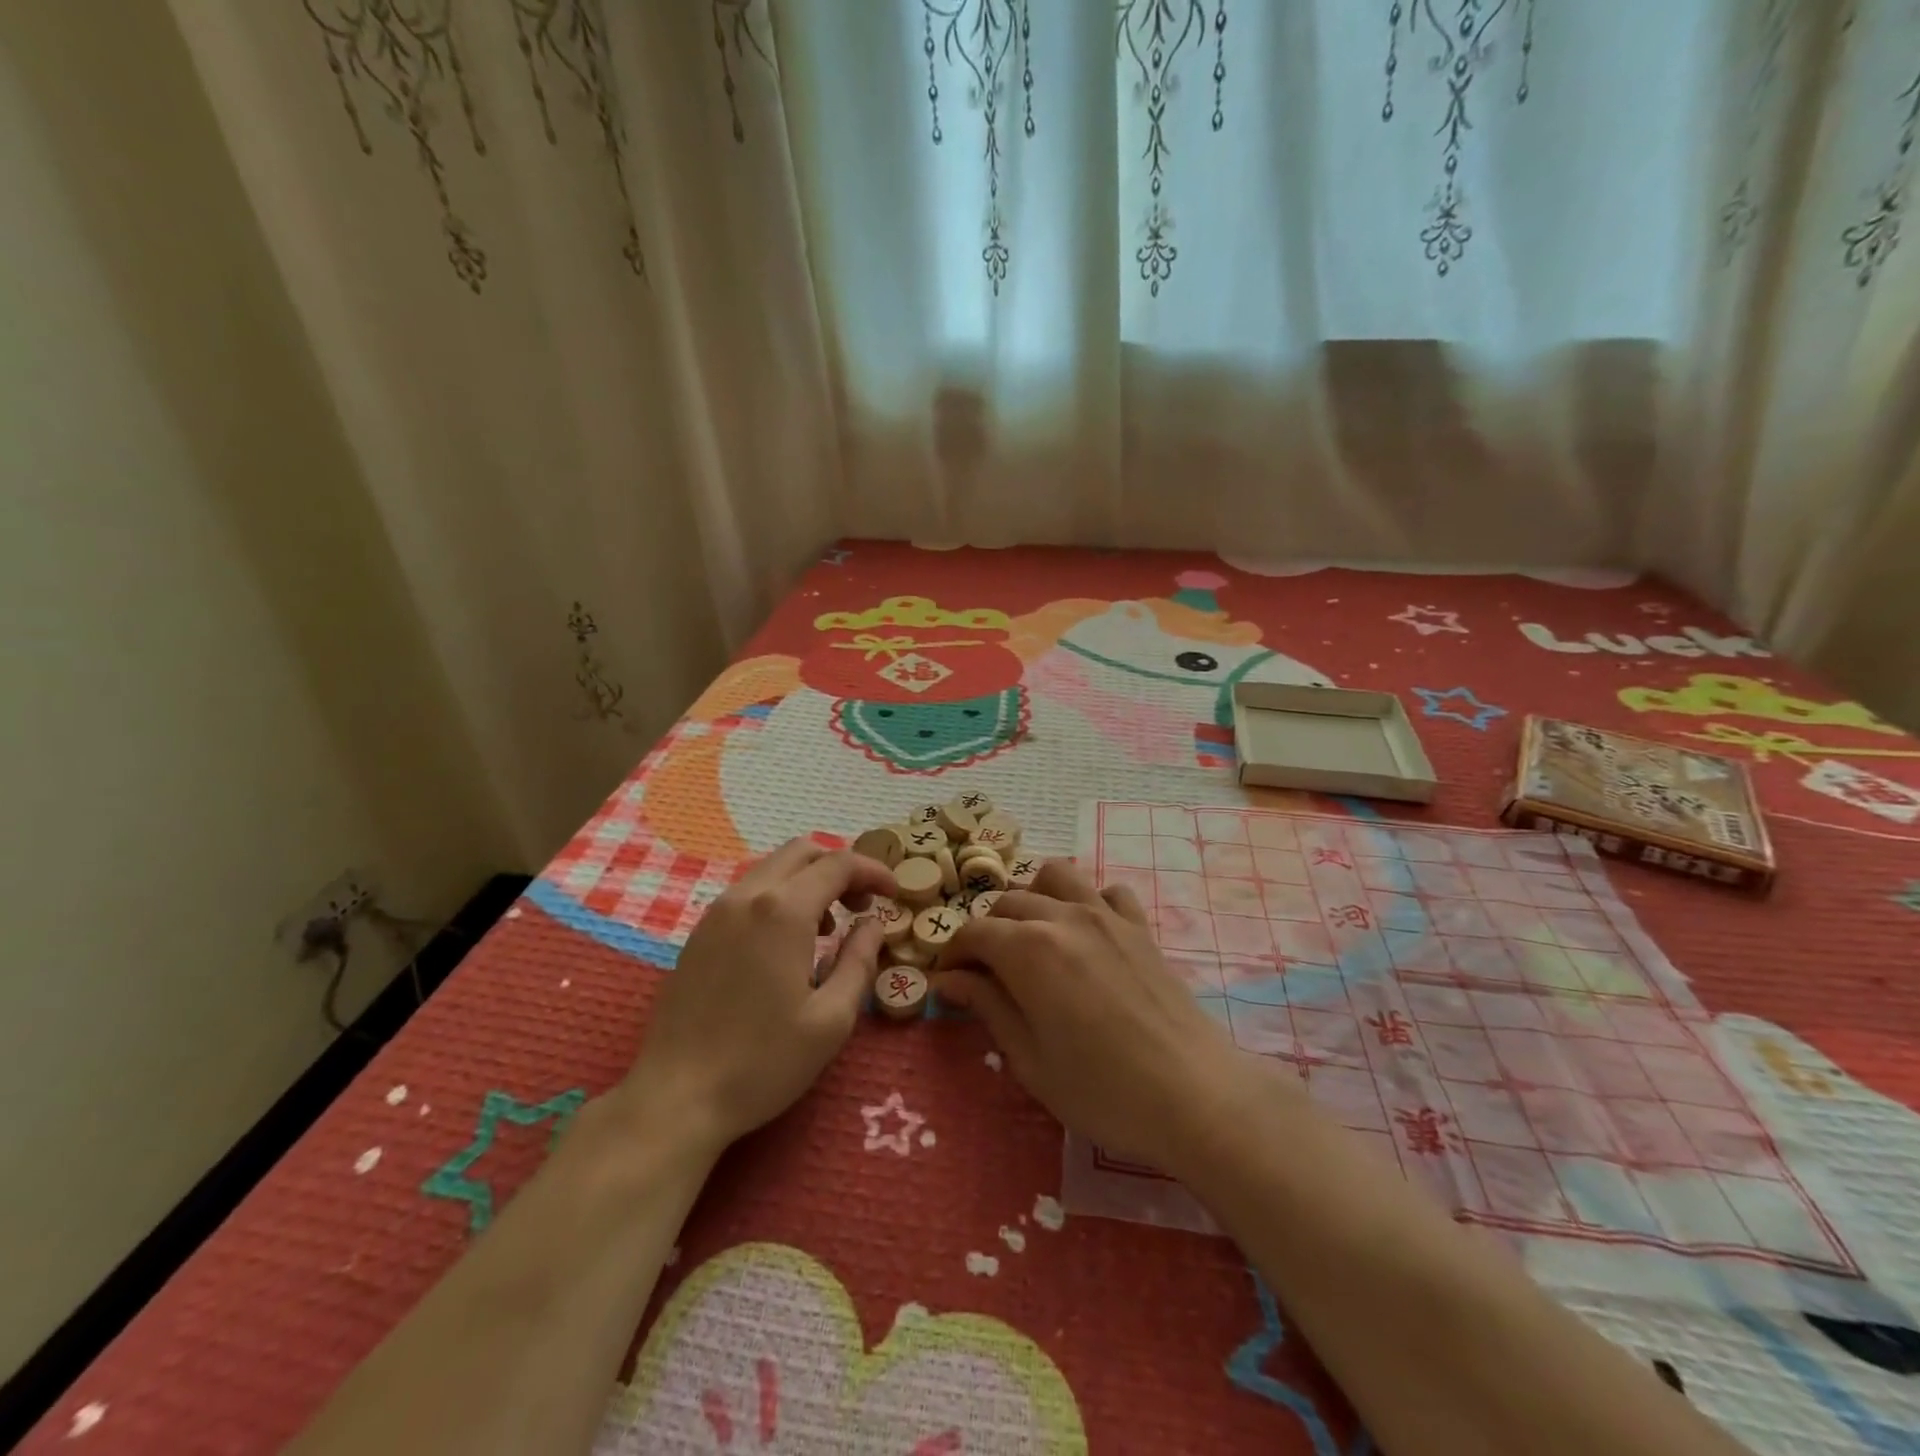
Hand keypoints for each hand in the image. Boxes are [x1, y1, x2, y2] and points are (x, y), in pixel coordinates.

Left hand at [620, 839, 895, 1151]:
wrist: (675, 1098)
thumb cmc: (762, 1062)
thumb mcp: (831, 1019)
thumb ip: (859, 960)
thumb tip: (873, 924)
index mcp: (782, 911)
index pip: (838, 864)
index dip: (873, 871)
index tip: (895, 894)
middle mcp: (747, 896)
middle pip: (803, 851)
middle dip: (841, 869)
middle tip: (863, 907)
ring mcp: (717, 912)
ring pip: (773, 868)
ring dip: (810, 881)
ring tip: (829, 928)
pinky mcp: (700, 932)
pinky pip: (750, 891)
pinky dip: (780, 896)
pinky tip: (788, 943)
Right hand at [932, 861, 1277, 1175]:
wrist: (1194, 1095)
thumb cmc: (1101, 1089)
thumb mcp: (1029, 1058)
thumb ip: (988, 1007)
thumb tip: (950, 980)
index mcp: (1028, 949)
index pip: (973, 932)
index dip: (953, 954)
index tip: (948, 982)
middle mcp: (1063, 917)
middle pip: (1007, 902)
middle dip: (987, 931)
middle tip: (986, 972)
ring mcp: (1106, 915)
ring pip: (1054, 876)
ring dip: (1033, 898)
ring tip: (1032, 937)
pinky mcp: (1139, 926)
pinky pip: (1107, 892)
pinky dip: (1088, 902)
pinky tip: (1088, 936)